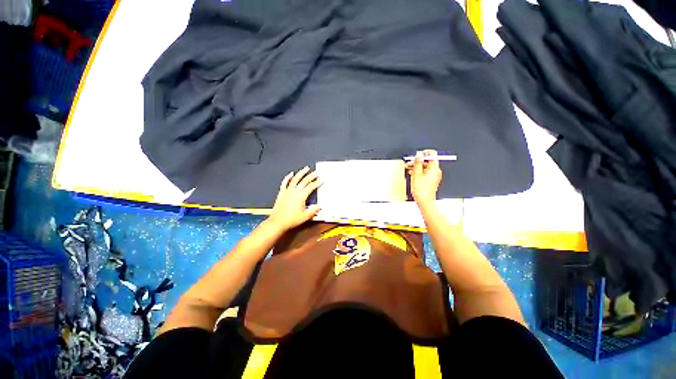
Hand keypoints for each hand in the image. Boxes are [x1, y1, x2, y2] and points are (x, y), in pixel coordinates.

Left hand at [267, 167, 321, 231]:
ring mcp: (287, 191)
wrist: (278, 222)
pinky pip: (285, 183)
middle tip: (316, 172)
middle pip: (304, 181)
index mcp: (301, 197)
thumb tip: (320, 206)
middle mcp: (294, 192)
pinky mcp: (282, 193)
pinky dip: (288, 177)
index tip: (321, 180)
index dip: (317, 183)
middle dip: (311, 176)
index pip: (311, 187)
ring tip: (305, 168)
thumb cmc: (291, 220)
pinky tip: (291, 174)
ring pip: (295, 179)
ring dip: (301, 173)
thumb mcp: (305, 216)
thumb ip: (314, 210)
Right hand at [406, 149, 441, 205]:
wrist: (424, 201)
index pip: (432, 155)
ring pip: (425, 167)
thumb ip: (417, 163)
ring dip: (417, 166)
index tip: (418, 154)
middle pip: (427, 162)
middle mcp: (436, 171)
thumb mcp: (416, 173)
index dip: (424, 153)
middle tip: (410, 162)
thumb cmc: (422, 190)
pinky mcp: (431, 180)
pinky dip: (419, 171)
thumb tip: (418, 156)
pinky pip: (425, 172)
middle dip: (418, 161)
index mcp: (434, 168)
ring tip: (408, 167)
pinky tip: (412, 173)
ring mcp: (434, 176)